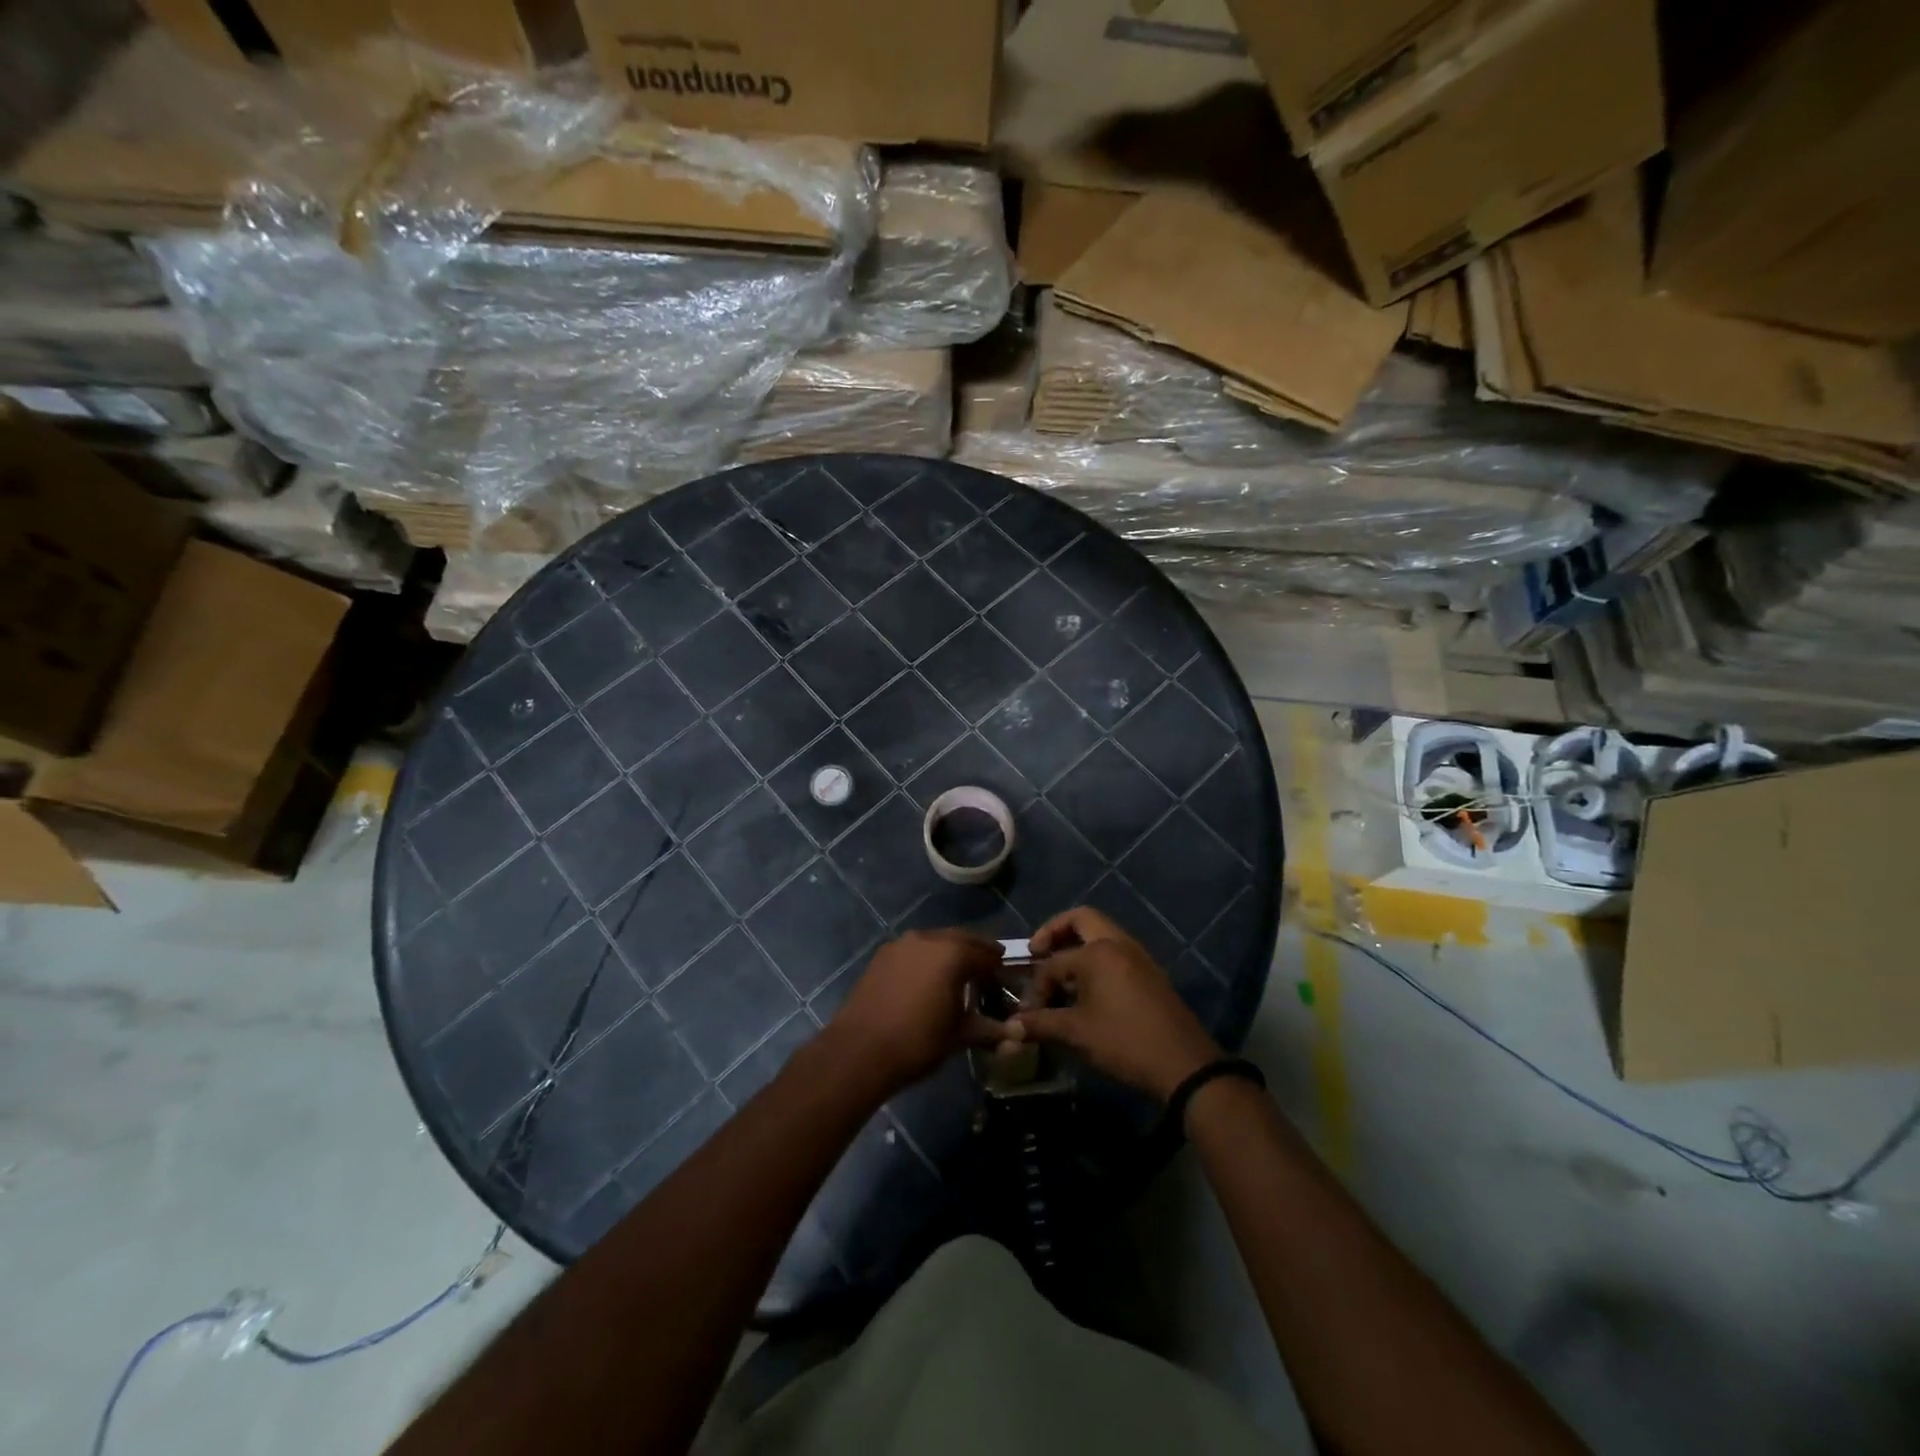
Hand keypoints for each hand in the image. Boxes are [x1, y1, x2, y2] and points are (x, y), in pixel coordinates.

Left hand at [827, 930, 1006, 1092]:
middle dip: (977, 952)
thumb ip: (989, 1028)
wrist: (859, 1050)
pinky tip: (928, 981)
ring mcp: (902, 944)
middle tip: (988, 971)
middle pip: (962, 939)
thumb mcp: (959, 1036)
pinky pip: (914, 951)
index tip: (1006, 982)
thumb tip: (1015, 1033)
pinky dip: (927, 959)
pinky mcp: (882, 956)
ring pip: (936, 942)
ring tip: (958, 976)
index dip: (999, 969)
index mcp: (953, 953)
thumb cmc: (917, 1042)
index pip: (986, 955)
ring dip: (951, 953)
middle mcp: (928, 939)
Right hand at [1008, 907, 1220, 1099]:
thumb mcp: (1077, 1033)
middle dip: (1055, 932)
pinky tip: (1086, 989)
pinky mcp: (1150, 972)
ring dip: (1077, 945)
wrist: (1184, 1064)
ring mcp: (1138, 956)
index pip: (1053, 962)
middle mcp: (1118, 943)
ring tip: (1060, 975)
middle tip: (1038, 952)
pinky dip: (1096, 958)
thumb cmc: (1125, 1042)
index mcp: (1097, 952)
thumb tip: (1010, 1027)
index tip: (1027, 1012)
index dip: (1036, 986)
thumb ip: (1041, 1024)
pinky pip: (1115, 951)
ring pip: (1101, 934)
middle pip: (1081, 919)